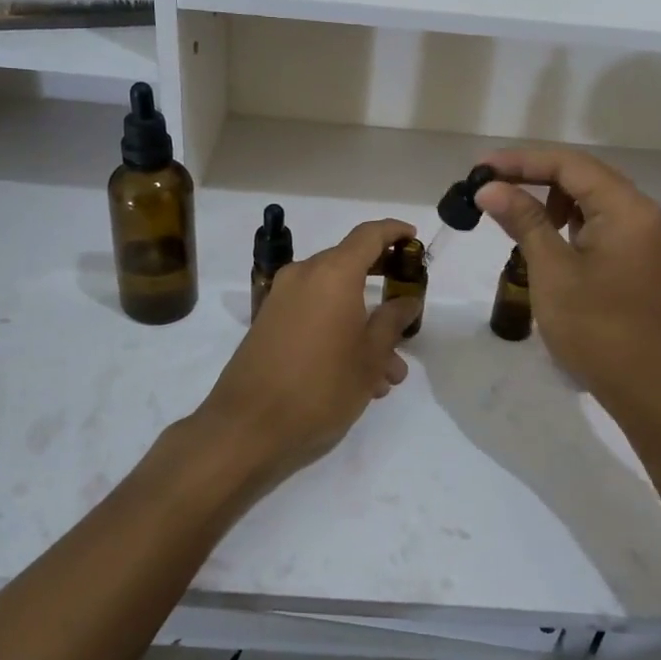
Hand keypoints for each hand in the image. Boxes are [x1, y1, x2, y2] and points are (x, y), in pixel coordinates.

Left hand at [187, 219, 421, 493]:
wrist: (247, 428)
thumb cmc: (320, 387)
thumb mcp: (369, 357)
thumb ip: (392, 321)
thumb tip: (407, 299)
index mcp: (332, 274)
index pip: (368, 235)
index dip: (393, 232)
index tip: (413, 239)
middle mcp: (304, 276)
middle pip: (350, 266)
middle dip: (382, 291)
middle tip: (407, 311)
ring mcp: (282, 300)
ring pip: (334, 299)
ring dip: (364, 325)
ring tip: (389, 374)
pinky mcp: (269, 325)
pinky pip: (313, 315)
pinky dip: (338, 333)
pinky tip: (359, 378)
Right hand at [476, 148, 660, 419]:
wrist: (646, 387)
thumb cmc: (597, 328)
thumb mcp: (552, 270)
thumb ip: (524, 221)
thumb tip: (489, 187)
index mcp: (624, 207)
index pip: (568, 164)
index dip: (520, 161)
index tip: (478, 169)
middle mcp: (636, 211)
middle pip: (579, 174)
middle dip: (531, 175)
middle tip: (486, 186)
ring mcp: (636, 235)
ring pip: (586, 198)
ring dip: (546, 198)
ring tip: (509, 213)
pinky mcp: (630, 256)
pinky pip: (593, 222)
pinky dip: (562, 221)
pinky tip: (539, 236)